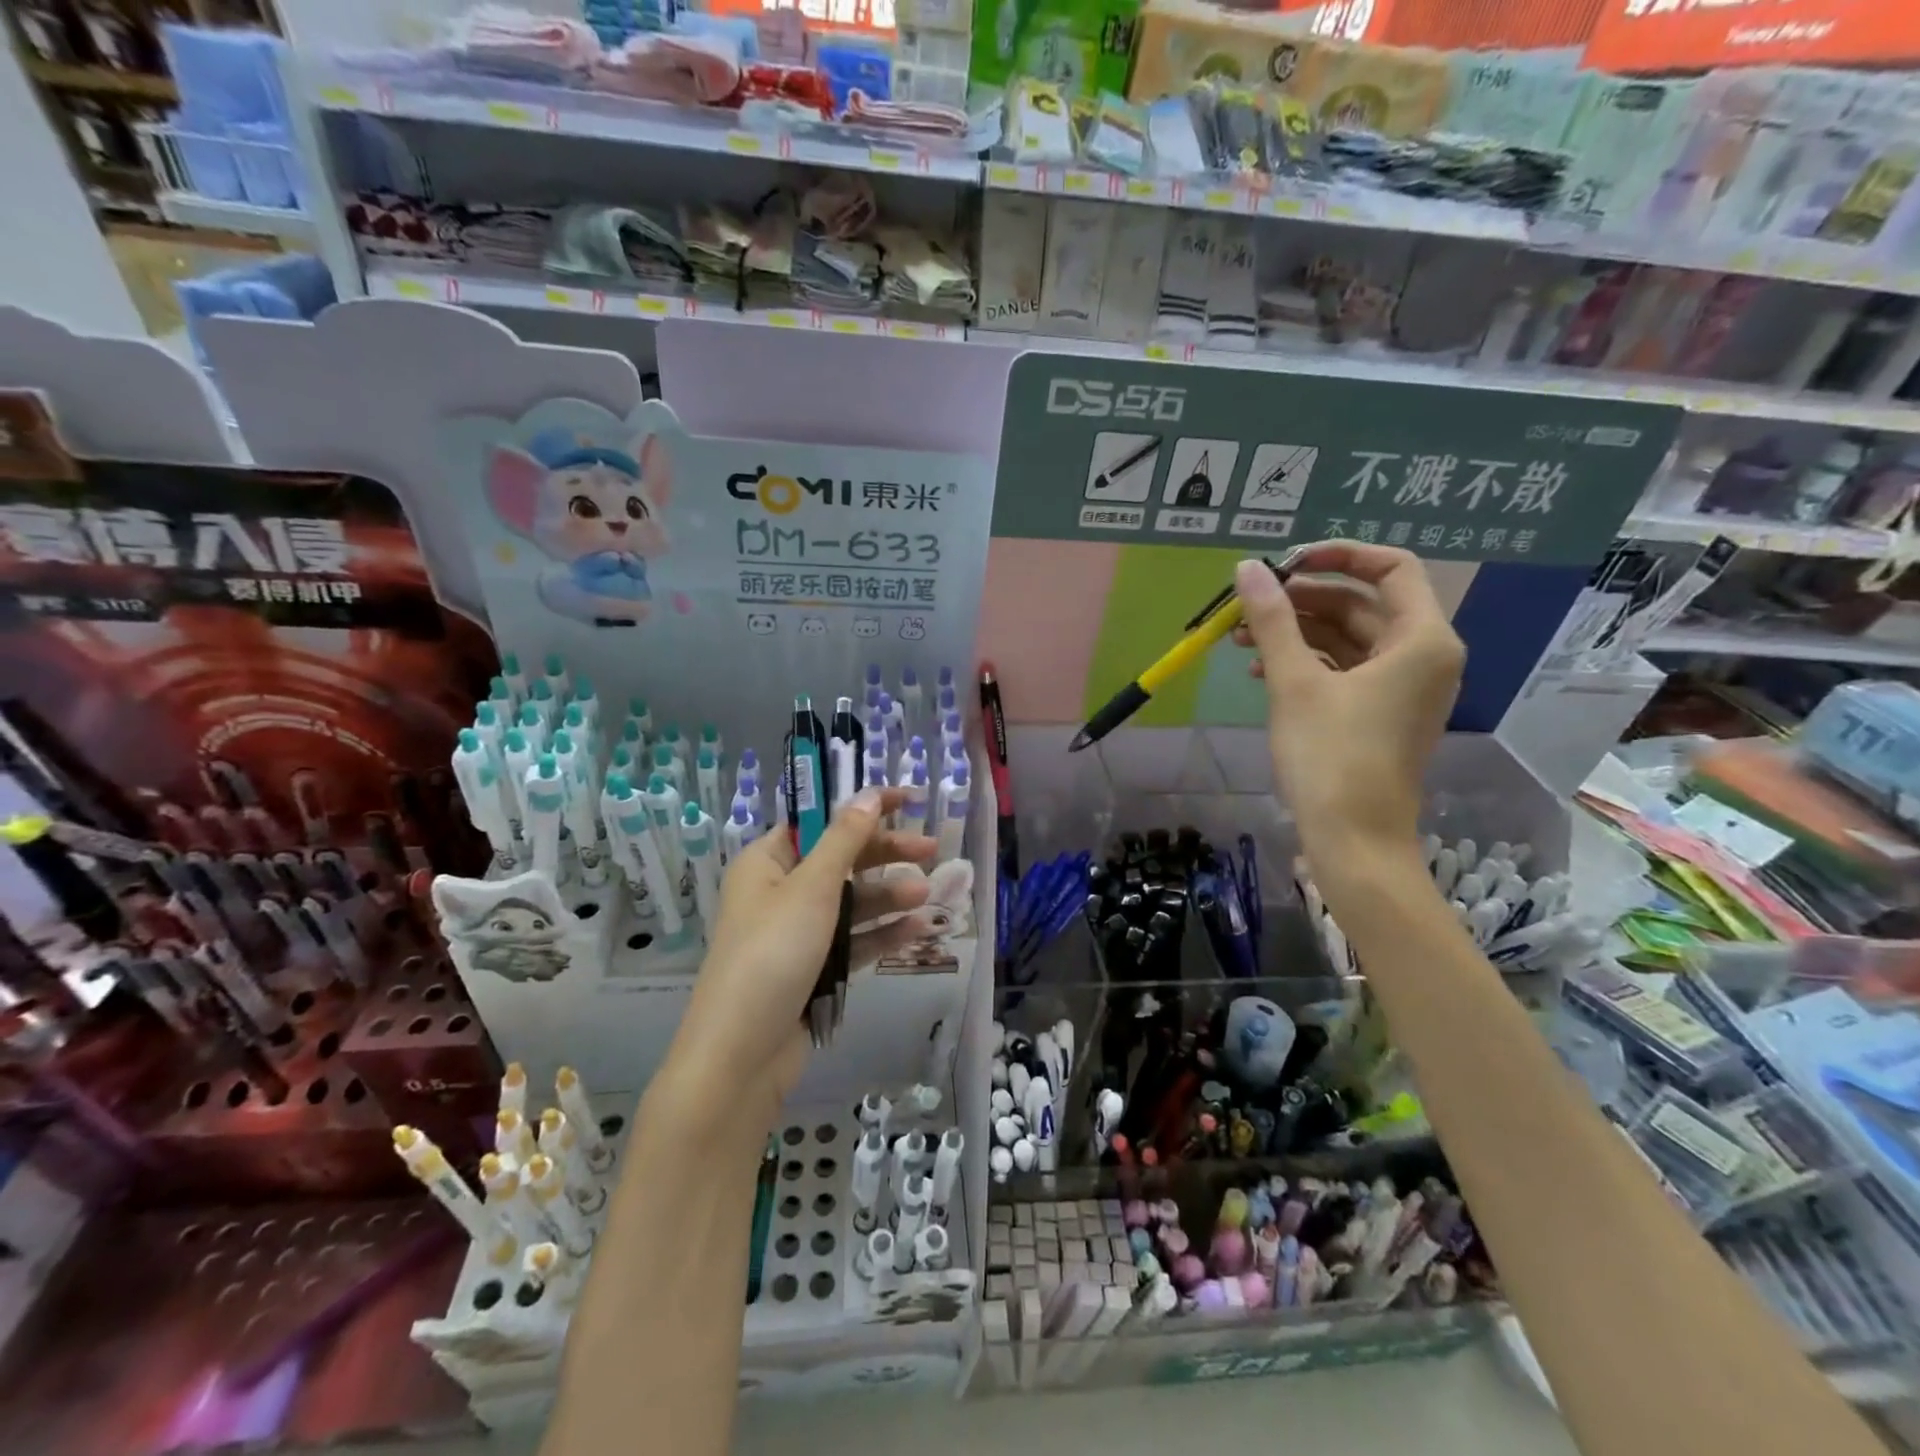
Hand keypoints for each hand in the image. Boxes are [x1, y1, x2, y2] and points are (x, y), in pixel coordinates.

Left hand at [664, 788, 937, 1128]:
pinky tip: (918, 928)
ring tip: (927, 894)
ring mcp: (797, 933)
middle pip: (841, 860)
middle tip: (931, 848)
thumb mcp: (811, 887)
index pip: (820, 821)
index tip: (908, 799)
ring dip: (888, 895)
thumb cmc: (772, 953)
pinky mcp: (813, 969)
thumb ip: (845, 839)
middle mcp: (780, 892)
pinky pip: (853, 940)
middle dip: (885, 854)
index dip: (862, 808)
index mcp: (767, 862)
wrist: (741, 1054)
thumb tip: (868, 794)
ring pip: (851, 902)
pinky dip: (882, 932)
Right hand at [1231, 543, 1463, 877]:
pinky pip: (1345, 670)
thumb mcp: (1294, 682)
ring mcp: (1403, 687)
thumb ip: (1273, 620)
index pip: (1390, 569)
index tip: (1285, 563)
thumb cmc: (1331, 756)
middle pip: (1363, 605)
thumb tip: (1247, 568)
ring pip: (1348, 640)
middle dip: (1302, 601)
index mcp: (1422, 639)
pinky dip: (1306, 663)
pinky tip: (1260, 670)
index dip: (1338, 555)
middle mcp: (1423, 656)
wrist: (1354, 838)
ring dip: (1296, 634)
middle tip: (1249, 606)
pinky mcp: (1382, 713)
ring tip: (1240, 639)